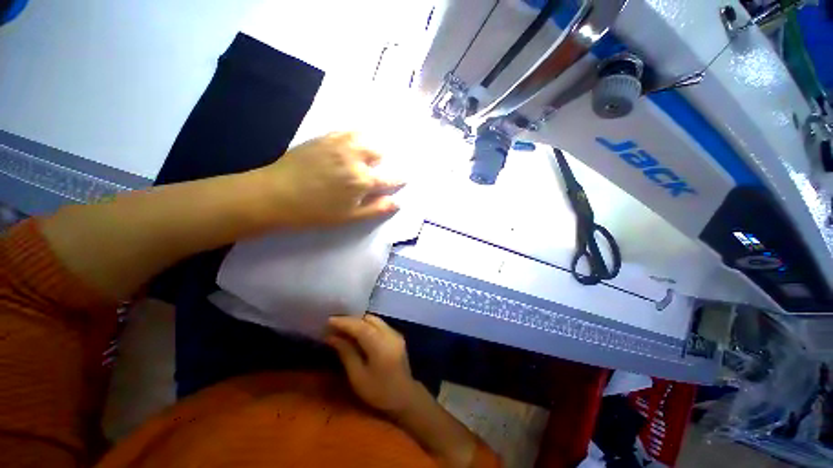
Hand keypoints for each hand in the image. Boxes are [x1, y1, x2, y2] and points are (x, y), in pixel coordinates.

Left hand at [260, 132, 403, 227]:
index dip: (399, 179)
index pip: (390, 178)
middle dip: (383, 160)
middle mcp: (355, 157)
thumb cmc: (315, 211)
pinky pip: (348, 130)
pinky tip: (353, 143)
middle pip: (380, 151)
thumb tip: (398, 202)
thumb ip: (376, 208)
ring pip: (366, 136)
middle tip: (378, 168)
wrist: (274, 194)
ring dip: (371, 145)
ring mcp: (339, 143)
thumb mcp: (349, 217)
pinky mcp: (325, 136)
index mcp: (362, 180)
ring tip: (368, 154)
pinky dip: (356, 135)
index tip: (404, 178)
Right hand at [326, 314, 420, 414]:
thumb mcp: (358, 376)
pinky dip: (367, 325)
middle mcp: (390, 334)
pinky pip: (379, 324)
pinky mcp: (396, 336)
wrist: (405, 397)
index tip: (329, 320)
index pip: (361, 326)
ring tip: (344, 327)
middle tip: (335, 324)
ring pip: (375, 320)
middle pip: (369, 319)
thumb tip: (332, 337)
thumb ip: (346, 353)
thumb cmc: (378, 392)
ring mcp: (395, 333)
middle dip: (351, 320)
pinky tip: (357, 332)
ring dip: (359, 321)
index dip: (344, 322)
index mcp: (381, 345)